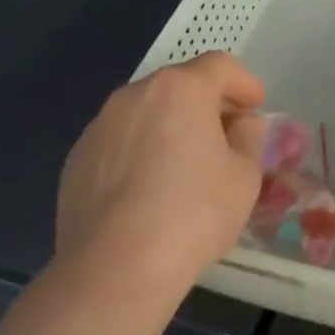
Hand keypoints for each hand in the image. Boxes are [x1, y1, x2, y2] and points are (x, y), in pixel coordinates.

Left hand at [56, 52, 266, 302]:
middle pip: (180, 85)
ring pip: (146, 112)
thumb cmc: (193, 215)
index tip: (256, 107)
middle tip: (227, 135)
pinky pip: (120, 142)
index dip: (244, 82)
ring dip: (171, 125)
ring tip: (186, 165)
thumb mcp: (244, 176)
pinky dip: (140, 151)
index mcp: (180, 89)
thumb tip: (240, 124)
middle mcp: (135, 94)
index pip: (220, 66)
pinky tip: (148, 191)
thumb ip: (248, 138)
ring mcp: (100, 125)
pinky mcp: (77, 158)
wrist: (114, 268)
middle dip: (208, 103)